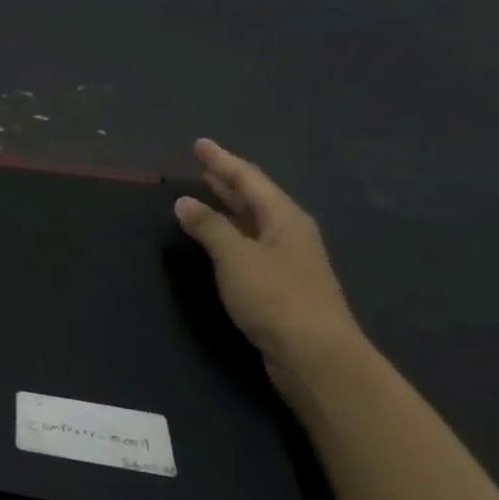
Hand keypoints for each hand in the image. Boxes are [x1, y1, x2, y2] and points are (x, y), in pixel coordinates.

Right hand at [173, 139, 363, 389]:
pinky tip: (217, 237)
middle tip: (202, 164)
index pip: (249, 179)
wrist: (315, 354)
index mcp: (284, 218)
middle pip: (255, 197)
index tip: (200, 144)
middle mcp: (289, 232)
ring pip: (253, 221)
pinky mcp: (279, 283)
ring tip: (206, 192)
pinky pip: (250, 243)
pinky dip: (230, 232)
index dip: (222, 161)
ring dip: (229, 205)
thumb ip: (209, 227)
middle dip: (227, 179)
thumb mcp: (236, 258)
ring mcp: (287, 259)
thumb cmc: (276, 298)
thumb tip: (184, 202)